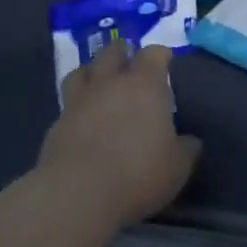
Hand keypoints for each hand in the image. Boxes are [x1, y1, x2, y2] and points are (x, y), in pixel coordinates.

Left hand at [39, 42, 201, 227]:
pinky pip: (68, 103)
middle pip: (112, 52)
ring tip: (99, 81)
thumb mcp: (177, 167)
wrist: (78, 193)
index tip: (166, 60)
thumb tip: (190, 142)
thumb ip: (185, 149)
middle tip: (130, 62)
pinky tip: (83, 119)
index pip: (153, 54)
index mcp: (144, 85)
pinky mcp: (56, 123)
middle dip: (122, 53)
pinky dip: (76, 105)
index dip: (160, 55)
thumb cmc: (138, 173)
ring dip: (93, 71)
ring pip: (82, 71)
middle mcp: (110, 84)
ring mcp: (78, 101)